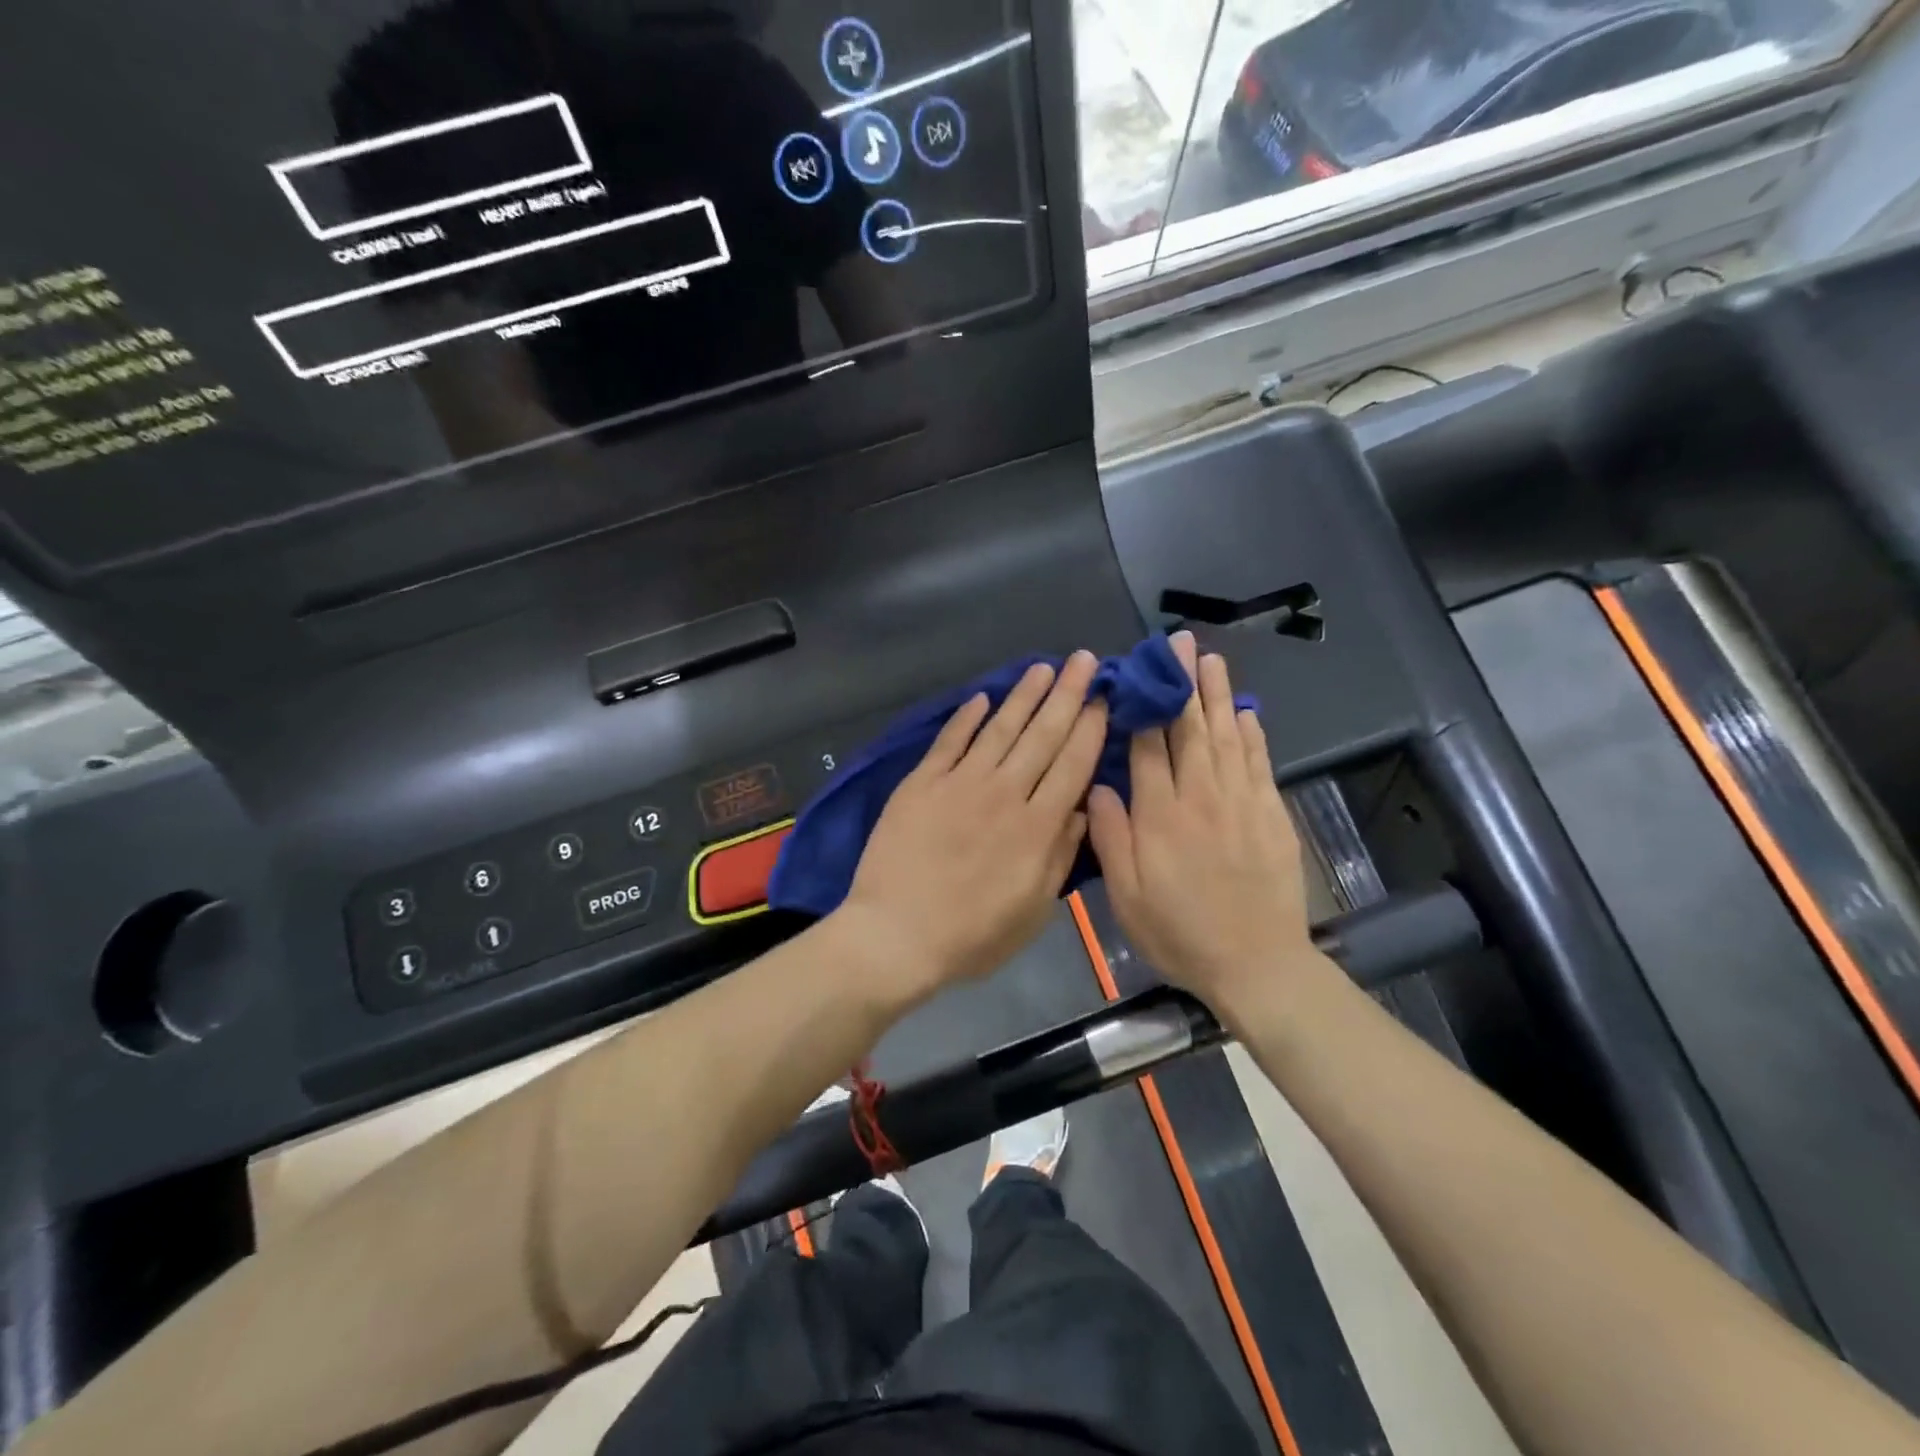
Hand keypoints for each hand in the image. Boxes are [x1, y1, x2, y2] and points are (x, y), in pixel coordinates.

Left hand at [842, 653, 1107, 999]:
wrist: (896, 935)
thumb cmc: (972, 936)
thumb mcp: (1033, 911)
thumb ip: (1060, 856)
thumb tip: (1083, 809)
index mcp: (1037, 827)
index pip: (1072, 765)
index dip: (1090, 728)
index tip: (1105, 697)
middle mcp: (1004, 794)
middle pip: (1042, 736)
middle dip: (1067, 695)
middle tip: (1083, 660)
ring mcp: (960, 784)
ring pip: (1000, 729)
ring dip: (1023, 695)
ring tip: (1043, 667)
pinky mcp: (922, 784)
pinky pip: (949, 742)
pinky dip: (966, 718)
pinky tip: (982, 697)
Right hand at [1087, 632, 1318, 1021]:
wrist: (1257, 965)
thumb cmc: (1179, 932)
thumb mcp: (1126, 896)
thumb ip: (1110, 837)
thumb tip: (1097, 784)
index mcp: (1160, 815)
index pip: (1148, 745)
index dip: (1142, 705)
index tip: (1136, 671)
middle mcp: (1201, 797)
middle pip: (1191, 728)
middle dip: (1182, 682)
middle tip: (1178, 642)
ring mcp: (1242, 803)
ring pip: (1227, 736)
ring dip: (1217, 695)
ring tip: (1210, 659)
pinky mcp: (1271, 815)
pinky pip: (1259, 763)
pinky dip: (1252, 734)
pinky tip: (1246, 712)